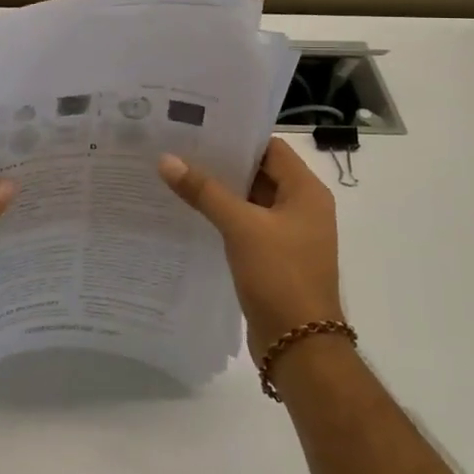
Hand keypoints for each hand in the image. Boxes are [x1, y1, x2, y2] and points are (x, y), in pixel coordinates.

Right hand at [158, 138, 342, 357]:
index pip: (271, 148)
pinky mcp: (275, 257)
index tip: (200, 128)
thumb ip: (204, 191)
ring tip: (178, 175)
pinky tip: (191, 213)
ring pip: (251, 201)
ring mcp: (289, 235)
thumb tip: (166, 159)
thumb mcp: (240, 227)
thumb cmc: (280, 276)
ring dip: (220, 191)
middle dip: (223, 163)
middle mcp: (303, 208)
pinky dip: (224, 217)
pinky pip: (247, 226)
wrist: (299, 345)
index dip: (238, 137)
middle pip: (260, 172)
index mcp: (307, 192)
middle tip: (180, 148)